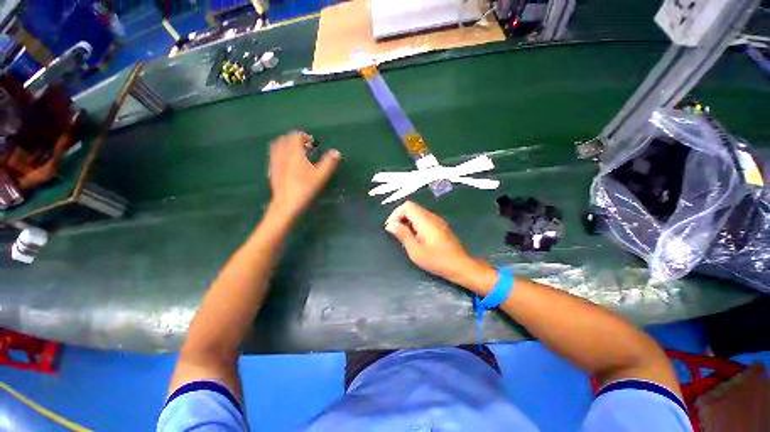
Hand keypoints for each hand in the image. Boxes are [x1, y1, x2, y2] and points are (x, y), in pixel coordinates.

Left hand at [268, 131, 340, 216]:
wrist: (286, 204)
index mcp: (294, 153)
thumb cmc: (305, 188)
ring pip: (277, 146)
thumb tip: (336, 152)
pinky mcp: (271, 170)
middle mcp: (281, 154)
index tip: (312, 143)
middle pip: (285, 138)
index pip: (295, 136)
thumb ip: (329, 163)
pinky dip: (281, 153)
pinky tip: (288, 164)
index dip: (304, 136)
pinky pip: (274, 155)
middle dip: (295, 139)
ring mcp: (274, 162)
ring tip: (296, 154)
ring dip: (287, 145)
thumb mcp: (320, 176)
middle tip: (306, 148)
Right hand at [385, 201, 495, 292]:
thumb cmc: (437, 260)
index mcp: (425, 220)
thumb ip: (403, 235)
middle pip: (412, 208)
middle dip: (401, 218)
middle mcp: (432, 216)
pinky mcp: (440, 225)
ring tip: (405, 237)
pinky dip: (415, 225)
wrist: (460, 266)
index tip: (391, 228)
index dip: (396, 214)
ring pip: (417, 213)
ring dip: (408, 222)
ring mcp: (437, 220)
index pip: (407, 206)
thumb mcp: (415, 250)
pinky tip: (416, 238)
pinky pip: (424, 219)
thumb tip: (390, 225)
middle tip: (396, 234)